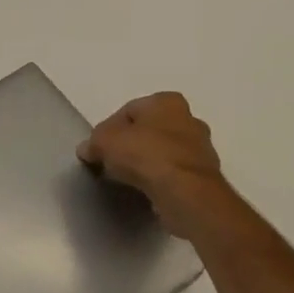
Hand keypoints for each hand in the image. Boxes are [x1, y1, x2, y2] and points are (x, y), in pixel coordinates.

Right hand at [78, 91, 233, 239]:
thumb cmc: (144, 154)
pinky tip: (146, 191)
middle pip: (149, 130)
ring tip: (127, 180)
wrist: (184, 191)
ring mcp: (202, 148)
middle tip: (112, 163)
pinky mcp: (206, 176)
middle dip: (131, 144)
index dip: (108, 129)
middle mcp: (189, 118)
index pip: (128, 111)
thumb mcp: (103, 142)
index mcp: (166, 101)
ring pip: (164, 152)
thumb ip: (93, 143)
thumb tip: (87, 150)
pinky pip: (174, 173)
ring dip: (147, 163)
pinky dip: (161, 179)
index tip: (99, 149)